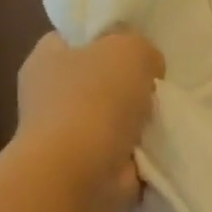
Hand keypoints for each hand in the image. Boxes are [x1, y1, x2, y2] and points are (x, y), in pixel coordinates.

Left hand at [15, 31, 163, 211]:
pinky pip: (122, 152)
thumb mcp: (129, 49)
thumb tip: (147, 69)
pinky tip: (162, 146)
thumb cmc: (94, 100)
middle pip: (98, 79)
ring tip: (166, 116)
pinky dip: (140, 153)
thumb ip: (142, 48)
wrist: (79, 175)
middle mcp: (49, 96)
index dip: (105, 36)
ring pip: (112, 118)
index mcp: (46, 58)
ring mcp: (66, 136)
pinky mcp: (86, 169)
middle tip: (158, 83)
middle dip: (128, 83)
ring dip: (137, 122)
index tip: (136, 44)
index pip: (74, 37)